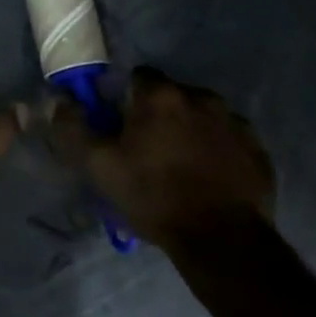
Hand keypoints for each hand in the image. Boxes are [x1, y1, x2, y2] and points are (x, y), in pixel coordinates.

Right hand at [45, 66, 275, 245]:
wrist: (222, 240)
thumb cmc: (154, 197)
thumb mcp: (100, 167)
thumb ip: (73, 129)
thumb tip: (58, 100)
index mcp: (161, 96)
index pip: (138, 76)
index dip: (125, 99)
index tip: (120, 126)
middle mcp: (201, 97)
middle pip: (171, 96)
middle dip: (158, 115)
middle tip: (147, 150)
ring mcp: (235, 122)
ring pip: (202, 116)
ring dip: (189, 131)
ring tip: (180, 167)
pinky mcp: (257, 149)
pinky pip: (228, 140)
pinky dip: (216, 151)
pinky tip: (208, 179)